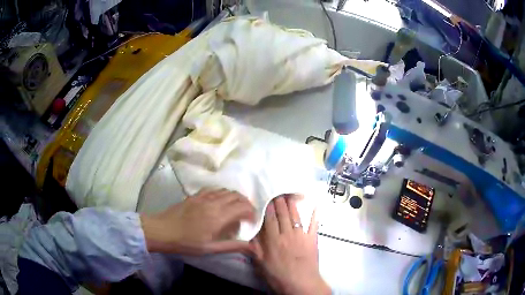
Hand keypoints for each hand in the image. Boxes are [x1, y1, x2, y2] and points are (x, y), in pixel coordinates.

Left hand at [140, 189, 255, 254]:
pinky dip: (222, 193)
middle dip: (246, 203)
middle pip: (236, 196)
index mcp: (218, 216)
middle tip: (246, 214)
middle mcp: (213, 202)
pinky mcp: (195, 195)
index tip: (252, 220)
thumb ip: (232, 246)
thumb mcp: (210, 249)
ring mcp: (203, 196)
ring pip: (225, 190)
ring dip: (234, 197)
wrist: (162, 230)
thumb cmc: (186, 243)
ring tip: (235, 208)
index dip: (251, 212)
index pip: (242, 207)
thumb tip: (251, 246)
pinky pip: (213, 189)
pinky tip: (219, 201)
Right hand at [250, 196, 329, 294]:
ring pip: (296, 216)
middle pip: (283, 215)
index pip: (270, 219)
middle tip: (279, 192)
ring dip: (293, 205)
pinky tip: (315, 206)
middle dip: (280, 202)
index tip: (267, 198)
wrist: (301, 283)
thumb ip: (256, 248)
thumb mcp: (261, 264)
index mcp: (273, 240)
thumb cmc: (279, 276)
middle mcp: (287, 234)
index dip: (268, 208)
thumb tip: (251, 235)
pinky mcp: (312, 240)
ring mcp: (301, 236)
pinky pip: (314, 225)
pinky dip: (315, 215)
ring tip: (291, 195)